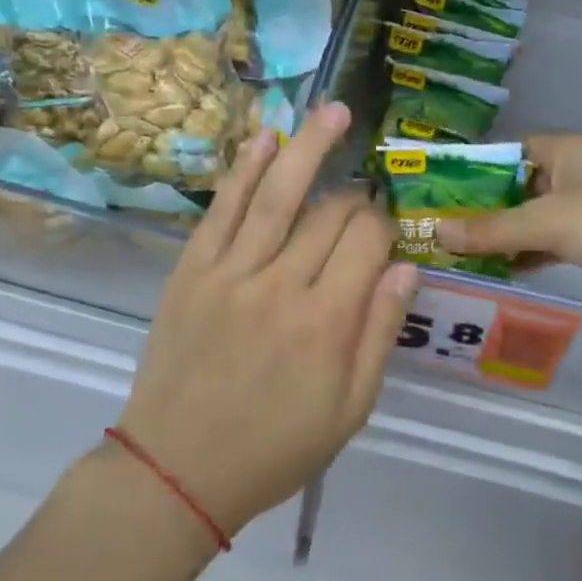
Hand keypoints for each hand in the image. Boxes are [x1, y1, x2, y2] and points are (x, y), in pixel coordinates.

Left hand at [116, 102, 419, 537]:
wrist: (176, 470)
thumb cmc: (274, 448)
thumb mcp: (349, 410)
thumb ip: (379, 334)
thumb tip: (405, 268)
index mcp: (327, 323)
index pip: (368, 242)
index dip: (384, 228)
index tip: (383, 238)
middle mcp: (282, 285)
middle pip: (330, 214)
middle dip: (354, 199)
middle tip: (359, 203)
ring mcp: (232, 271)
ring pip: (279, 193)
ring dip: (310, 146)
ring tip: (333, 110)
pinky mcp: (193, 268)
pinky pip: (224, 208)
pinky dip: (245, 168)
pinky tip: (266, 136)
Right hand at [437, 133, 581, 328]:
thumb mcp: (549, 222)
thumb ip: (492, 229)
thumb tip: (436, 233)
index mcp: (566, 150)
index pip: (509, 152)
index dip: (475, 169)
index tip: (439, 193)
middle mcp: (576, 173)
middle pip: (519, 186)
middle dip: (485, 208)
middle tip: (442, 229)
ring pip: (536, 217)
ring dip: (505, 234)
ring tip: (461, 254)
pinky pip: (554, 242)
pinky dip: (530, 253)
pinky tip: (502, 271)